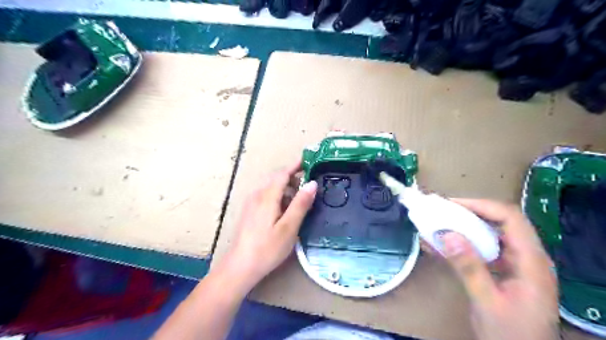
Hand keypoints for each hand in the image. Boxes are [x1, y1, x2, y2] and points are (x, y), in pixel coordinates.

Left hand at [219, 161, 320, 293]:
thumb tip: (312, 183)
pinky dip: (278, 194)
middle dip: (293, 176)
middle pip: (276, 178)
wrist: (240, 266)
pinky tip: (284, 208)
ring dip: (286, 186)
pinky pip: (265, 194)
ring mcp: (251, 202)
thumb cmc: (267, 248)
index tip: (310, 161)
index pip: (283, 173)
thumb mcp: (289, 227)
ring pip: (270, 186)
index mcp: (267, 196)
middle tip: (309, 183)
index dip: (296, 166)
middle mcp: (257, 194)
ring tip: (300, 198)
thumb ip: (301, 204)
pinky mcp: (249, 211)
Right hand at [441, 199, 557, 339]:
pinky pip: (483, 250)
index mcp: (531, 261)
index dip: (481, 206)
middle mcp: (527, 258)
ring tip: (438, 225)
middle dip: (469, 214)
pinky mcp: (505, 272)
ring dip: (463, 228)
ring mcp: (516, 265)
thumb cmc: (511, 335)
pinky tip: (441, 247)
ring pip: (490, 235)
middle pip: (500, 223)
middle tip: (442, 212)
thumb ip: (469, 268)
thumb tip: (448, 234)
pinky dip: (463, 245)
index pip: (510, 218)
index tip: (452, 205)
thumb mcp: (487, 302)